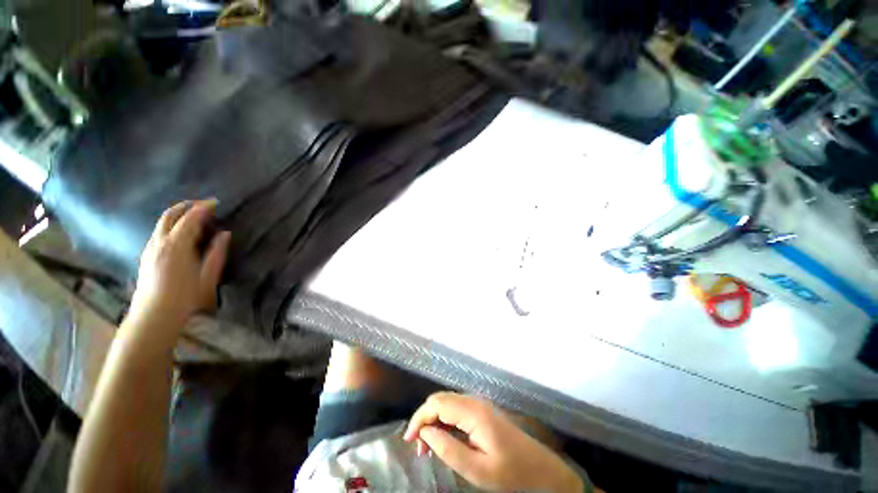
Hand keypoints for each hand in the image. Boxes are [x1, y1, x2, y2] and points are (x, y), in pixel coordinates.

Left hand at [128, 200, 230, 338]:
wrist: (154, 315)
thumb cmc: (186, 297)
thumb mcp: (208, 275)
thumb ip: (216, 252)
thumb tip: (224, 234)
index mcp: (177, 245)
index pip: (190, 218)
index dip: (203, 208)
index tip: (215, 202)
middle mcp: (160, 242)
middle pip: (170, 215)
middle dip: (186, 206)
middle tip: (202, 205)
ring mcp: (150, 248)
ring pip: (162, 223)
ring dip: (178, 215)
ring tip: (194, 218)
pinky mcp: (146, 256)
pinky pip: (158, 233)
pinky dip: (171, 226)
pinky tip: (180, 235)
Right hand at [404, 392, 582, 492]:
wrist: (541, 470)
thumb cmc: (511, 473)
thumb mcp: (477, 470)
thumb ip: (448, 449)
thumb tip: (425, 433)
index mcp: (473, 412)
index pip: (436, 403)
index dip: (419, 418)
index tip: (408, 440)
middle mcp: (474, 401)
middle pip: (440, 400)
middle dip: (424, 419)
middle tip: (418, 447)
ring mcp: (479, 404)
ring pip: (446, 403)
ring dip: (433, 420)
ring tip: (427, 447)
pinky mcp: (482, 411)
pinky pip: (456, 409)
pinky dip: (444, 421)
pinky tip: (443, 439)